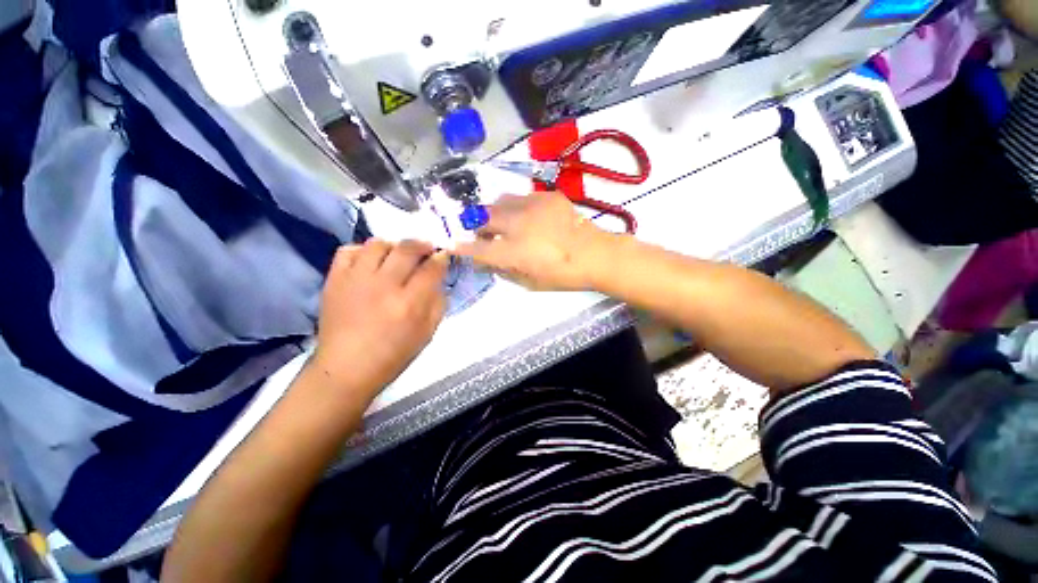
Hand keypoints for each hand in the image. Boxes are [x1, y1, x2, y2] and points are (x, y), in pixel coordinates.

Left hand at [309, 240, 447, 402]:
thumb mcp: (427, 334)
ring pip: (378, 244)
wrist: (345, 369)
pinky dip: (362, 250)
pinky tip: (370, 261)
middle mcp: (384, 286)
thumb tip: (439, 281)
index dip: (441, 258)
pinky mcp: (334, 280)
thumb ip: (438, 304)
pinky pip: (348, 251)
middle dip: (422, 244)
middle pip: (407, 249)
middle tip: (427, 248)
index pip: (431, 268)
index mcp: (409, 303)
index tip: (443, 256)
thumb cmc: (393, 356)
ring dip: (394, 245)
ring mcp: (356, 280)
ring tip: (398, 254)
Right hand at [454, 193, 611, 290]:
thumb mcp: (531, 283)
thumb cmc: (563, 275)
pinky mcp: (546, 196)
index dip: (462, 246)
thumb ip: (506, 272)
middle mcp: (517, 225)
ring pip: (499, 201)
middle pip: (483, 217)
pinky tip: (529, 217)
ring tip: (505, 222)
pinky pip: (522, 197)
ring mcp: (532, 206)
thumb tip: (489, 263)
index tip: (453, 243)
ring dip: (496, 213)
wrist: (595, 254)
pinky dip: (517, 207)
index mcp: (513, 252)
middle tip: (484, 232)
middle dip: (477, 225)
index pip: (477, 248)